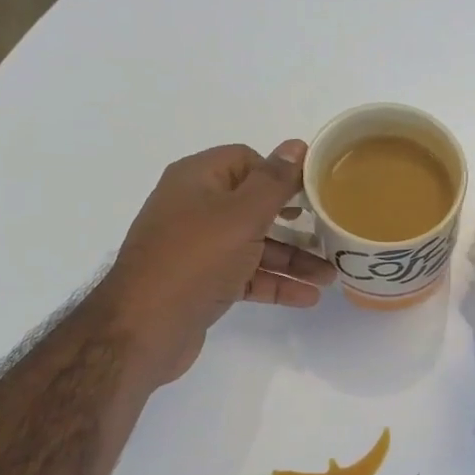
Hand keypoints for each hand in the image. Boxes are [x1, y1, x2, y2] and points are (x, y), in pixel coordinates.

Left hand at [103, 141, 336, 389]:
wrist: (144, 328)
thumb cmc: (195, 260)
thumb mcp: (241, 216)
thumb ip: (273, 182)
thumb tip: (296, 145)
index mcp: (197, 179)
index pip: (246, 160)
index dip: (280, 174)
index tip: (313, 193)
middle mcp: (194, 208)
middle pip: (254, 206)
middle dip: (294, 223)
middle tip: (329, 233)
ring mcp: (197, 248)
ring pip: (254, 245)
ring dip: (291, 259)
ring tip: (330, 277)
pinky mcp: (203, 283)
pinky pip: (246, 275)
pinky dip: (274, 283)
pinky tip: (307, 297)